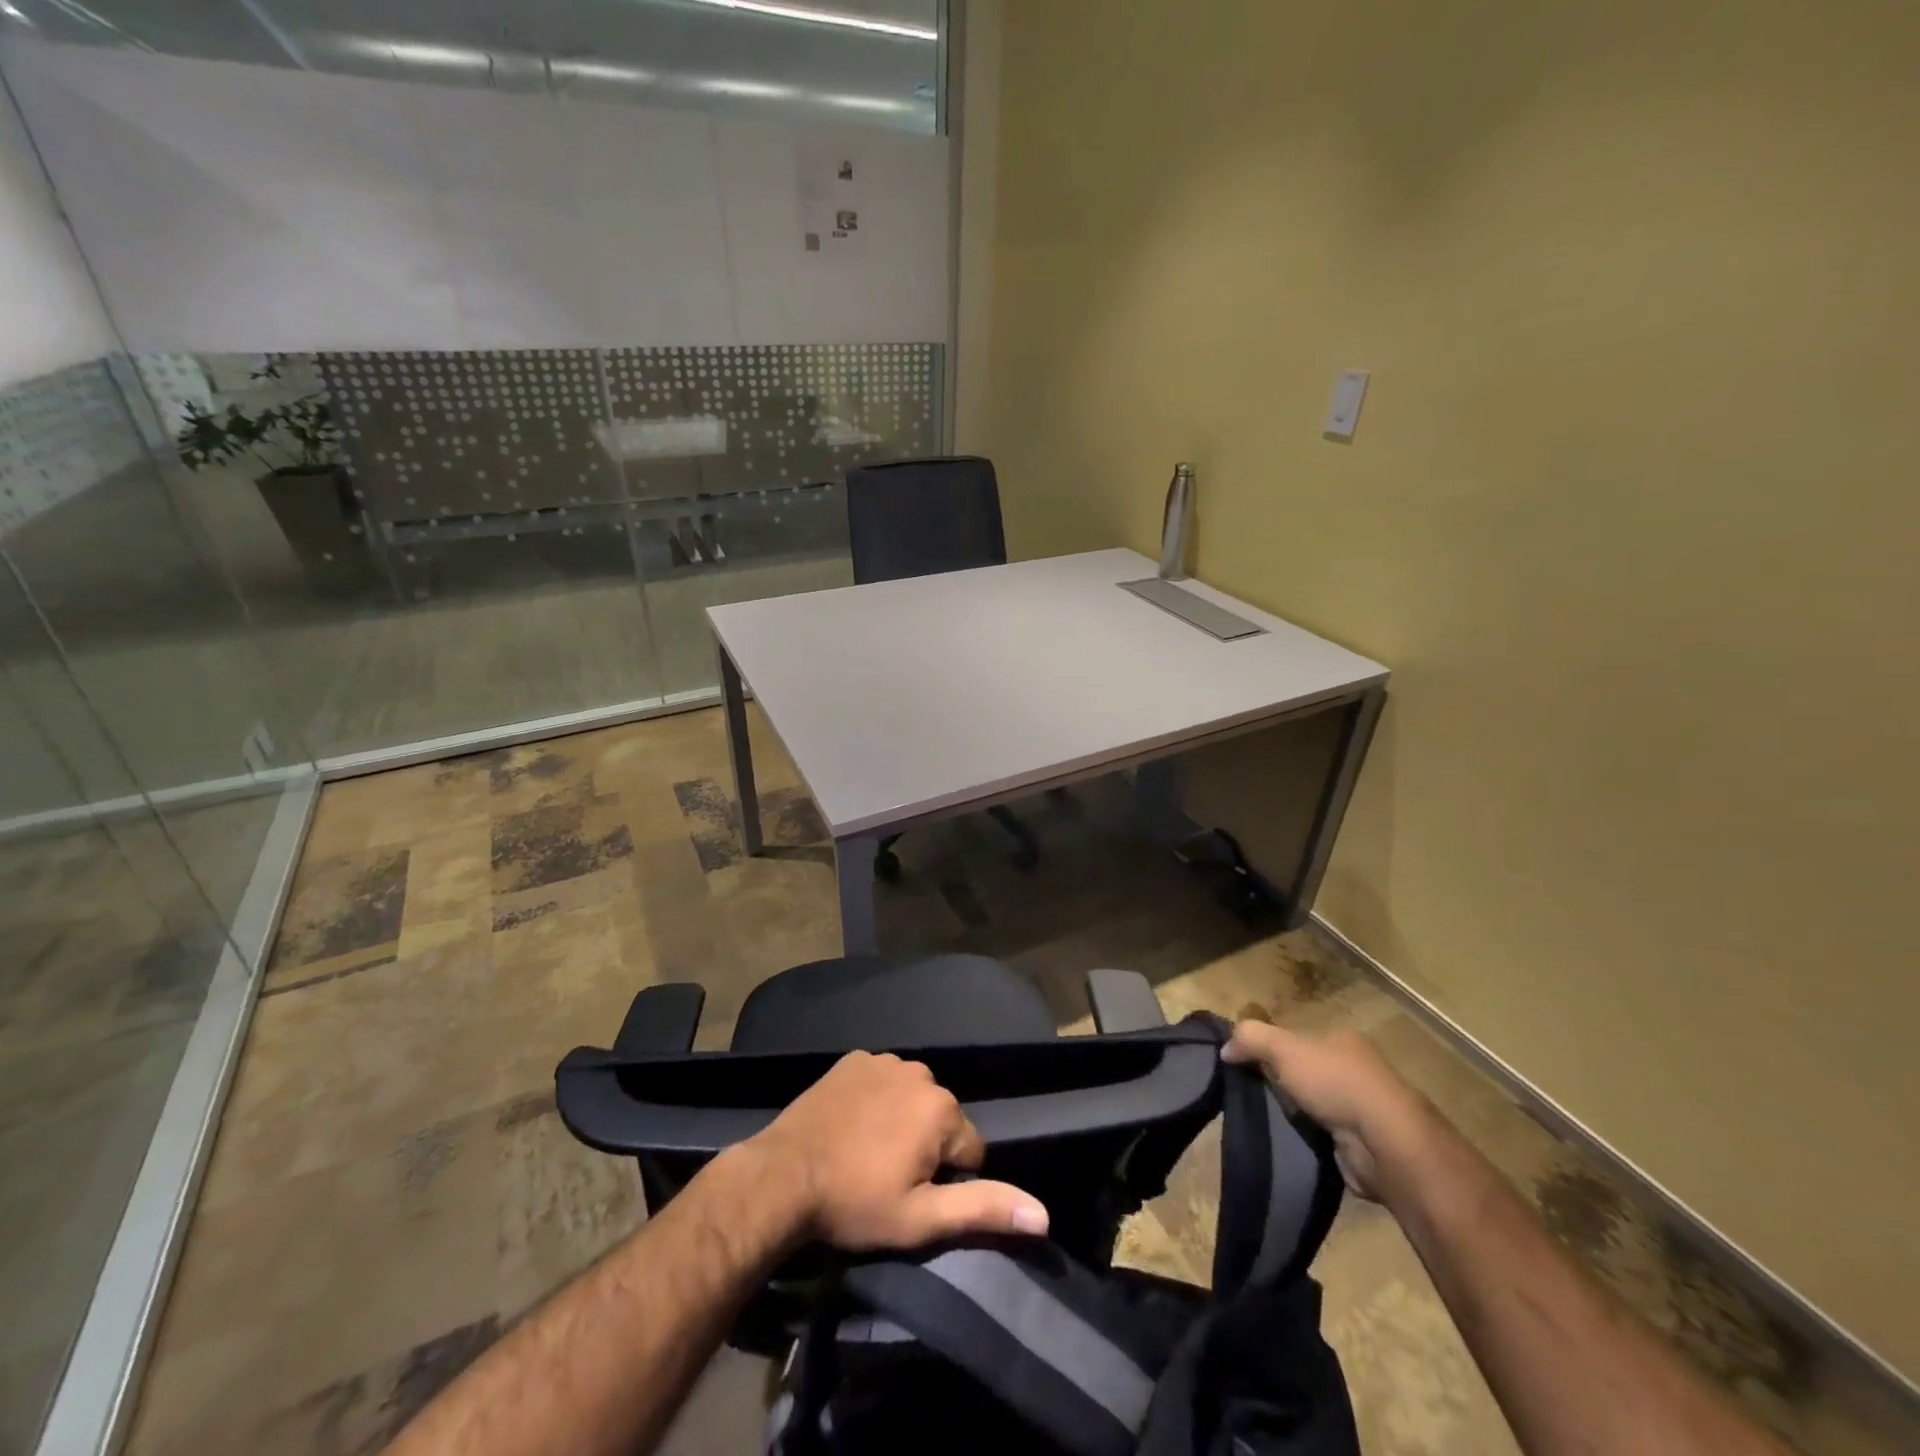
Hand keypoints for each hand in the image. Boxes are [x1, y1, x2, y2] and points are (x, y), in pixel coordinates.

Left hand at [746, 1050, 1049, 1250]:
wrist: (782, 1176)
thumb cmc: (855, 1203)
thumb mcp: (921, 1220)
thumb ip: (983, 1210)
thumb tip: (1043, 1215)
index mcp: (942, 1109)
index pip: (970, 1151)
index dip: (946, 1180)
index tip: (912, 1195)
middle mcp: (921, 1073)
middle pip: (941, 1119)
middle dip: (926, 1147)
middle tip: (888, 1178)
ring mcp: (885, 1060)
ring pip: (913, 1098)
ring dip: (902, 1122)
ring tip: (867, 1153)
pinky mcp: (854, 1059)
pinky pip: (882, 1080)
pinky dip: (876, 1100)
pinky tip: (852, 1125)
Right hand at [1222, 1021, 1427, 1200]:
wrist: (1386, 1144)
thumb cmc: (1335, 1083)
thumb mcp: (1283, 1047)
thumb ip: (1251, 1038)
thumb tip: (1225, 1048)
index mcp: (1344, 1040)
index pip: (1300, 1038)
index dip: (1274, 1049)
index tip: (1249, 1064)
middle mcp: (1358, 1071)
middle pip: (1308, 1071)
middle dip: (1285, 1084)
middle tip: (1254, 1095)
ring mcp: (1365, 1109)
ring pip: (1317, 1105)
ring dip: (1297, 1115)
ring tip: (1268, 1122)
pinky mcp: (1365, 1145)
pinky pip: (1326, 1136)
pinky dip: (1311, 1140)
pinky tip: (1292, 1143)